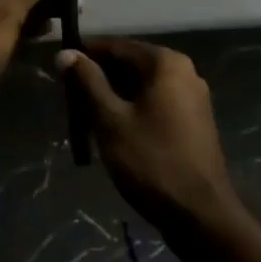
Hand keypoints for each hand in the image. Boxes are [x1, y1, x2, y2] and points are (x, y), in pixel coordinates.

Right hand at [58, 39, 237, 237]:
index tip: (60, 71)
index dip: (86, 56)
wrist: (199, 215)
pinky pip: (156, 103)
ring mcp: (193, 97)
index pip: (117, 47)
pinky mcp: (194, 121)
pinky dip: (133, 110)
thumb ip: (88, 82)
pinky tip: (114, 131)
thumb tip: (66, 53)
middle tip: (71, 100)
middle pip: (131, 64)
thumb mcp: (111, 120)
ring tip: (86, 117)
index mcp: (166, 63)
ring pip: (142, 86)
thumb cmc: (151, 161)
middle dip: (100, 79)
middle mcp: (184, 71)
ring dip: (114, 97)